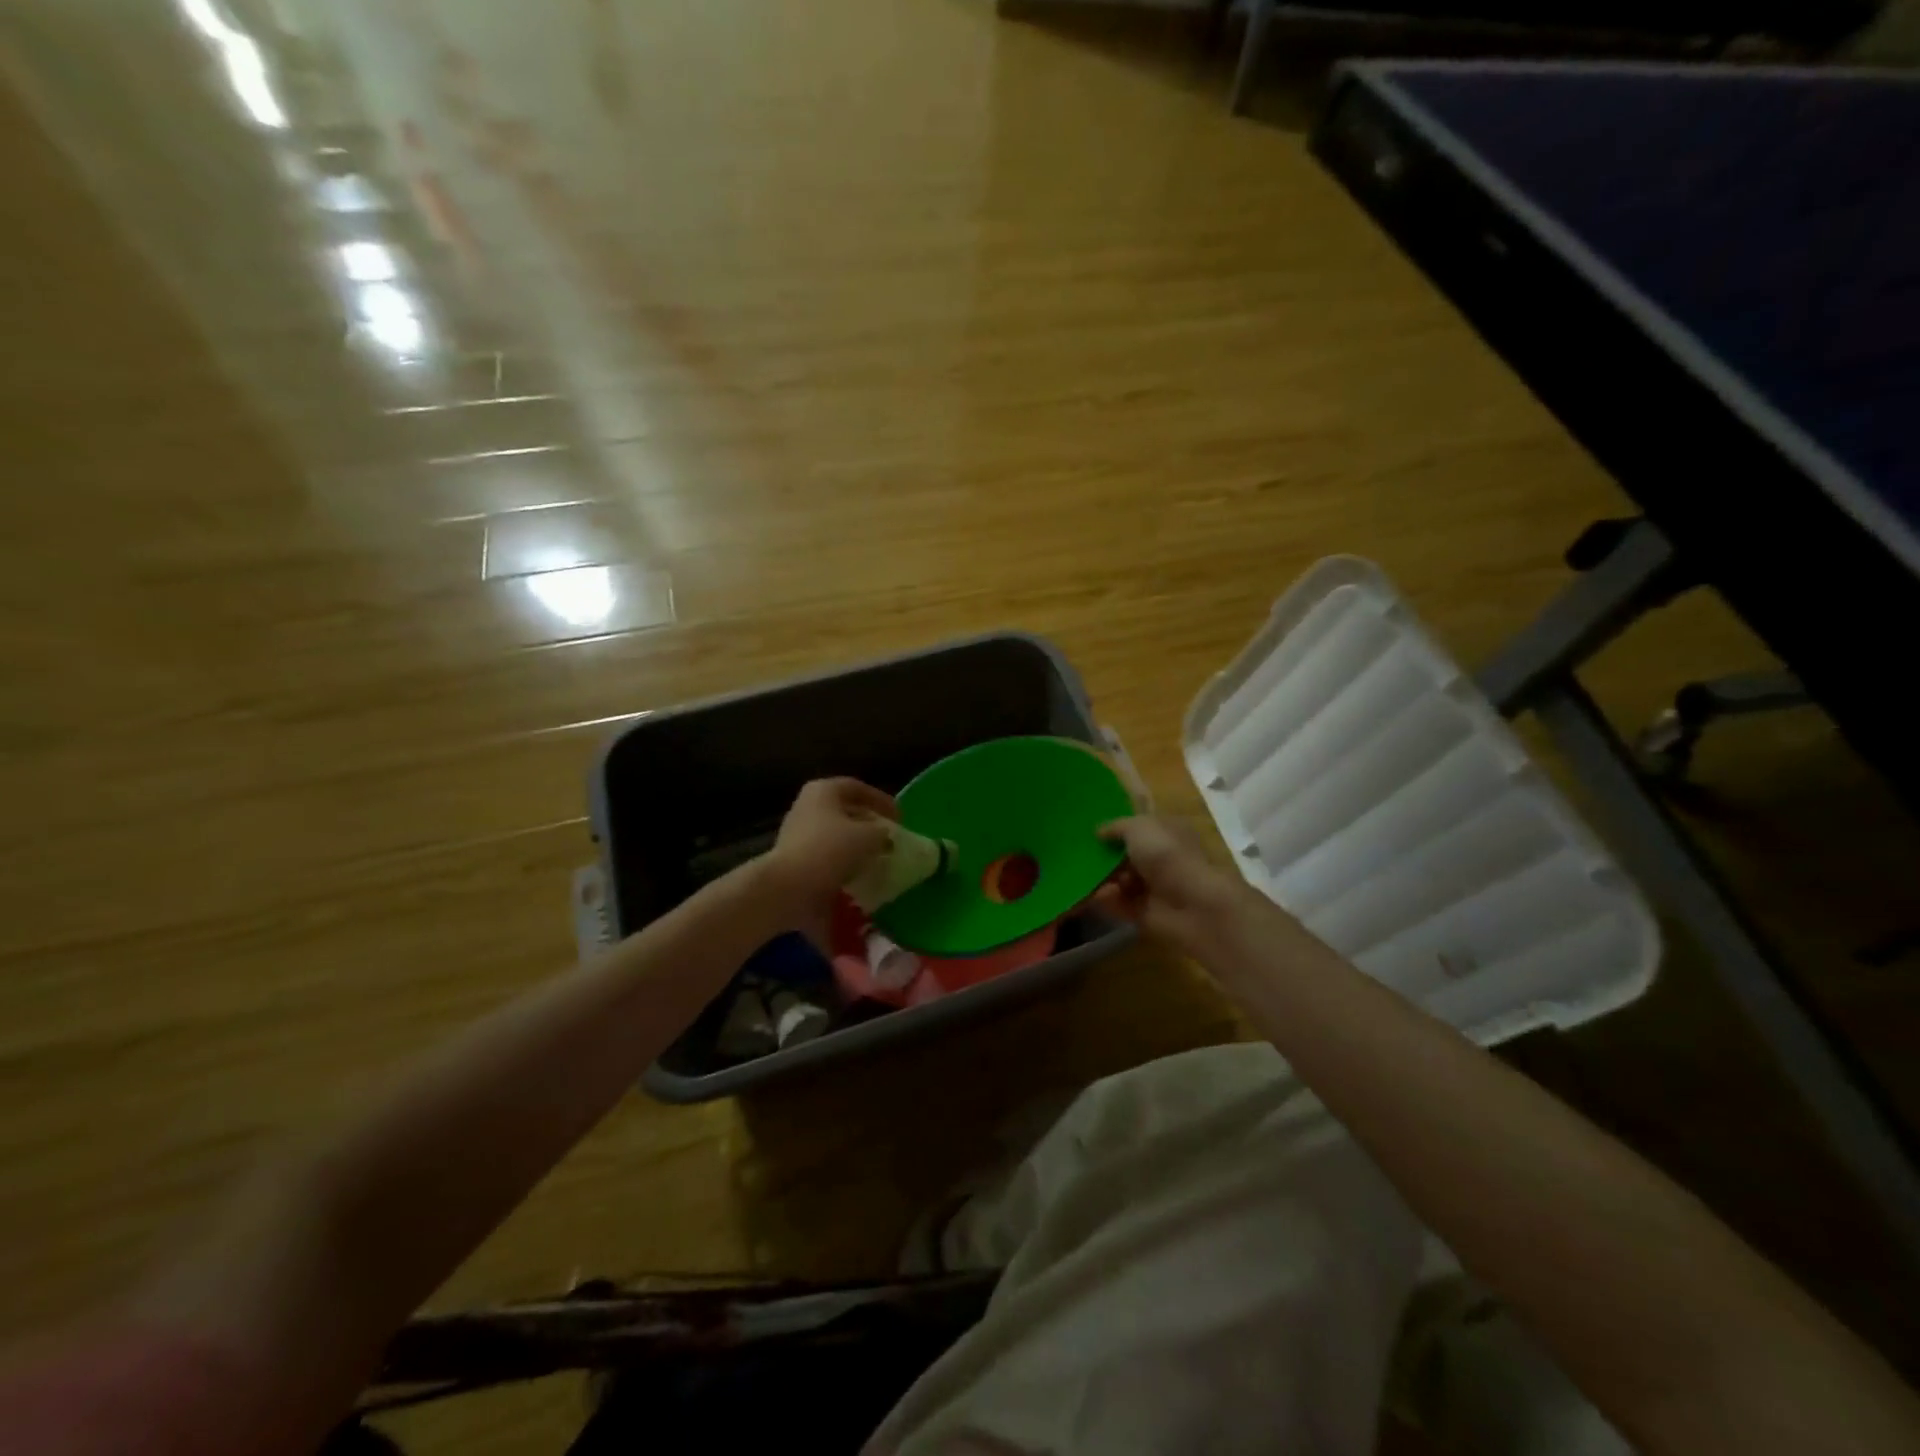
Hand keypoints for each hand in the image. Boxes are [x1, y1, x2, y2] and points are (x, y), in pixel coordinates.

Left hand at [762, 777, 898, 938]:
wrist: (788, 888)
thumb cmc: (830, 850)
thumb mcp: (868, 836)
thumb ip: (882, 832)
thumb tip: (884, 837)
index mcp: (823, 791)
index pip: (858, 788)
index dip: (881, 800)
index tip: (900, 818)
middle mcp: (807, 807)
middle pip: (845, 812)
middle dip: (869, 825)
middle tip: (890, 838)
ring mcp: (798, 835)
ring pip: (836, 837)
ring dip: (858, 848)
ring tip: (879, 860)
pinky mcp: (796, 861)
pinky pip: (827, 859)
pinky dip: (845, 866)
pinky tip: (861, 878)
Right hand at [1094, 815, 1258, 953]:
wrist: (1192, 904)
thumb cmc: (1167, 855)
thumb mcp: (1138, 827)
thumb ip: (1116, 827)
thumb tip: (1099, 831)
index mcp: (1168, 832)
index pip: (1140, 827)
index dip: (1117, 829)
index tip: (1092, 832)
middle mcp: (1163, 858)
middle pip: (1127, 856)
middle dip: (1106, 857)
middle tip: (1084, 857)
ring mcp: (1156, 887)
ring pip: (1121, 881)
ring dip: (1105, 880)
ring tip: (1090, 879)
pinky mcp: (1147, 913)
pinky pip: (1120, 905)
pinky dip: (1108, 901)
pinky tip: (1099, 896)